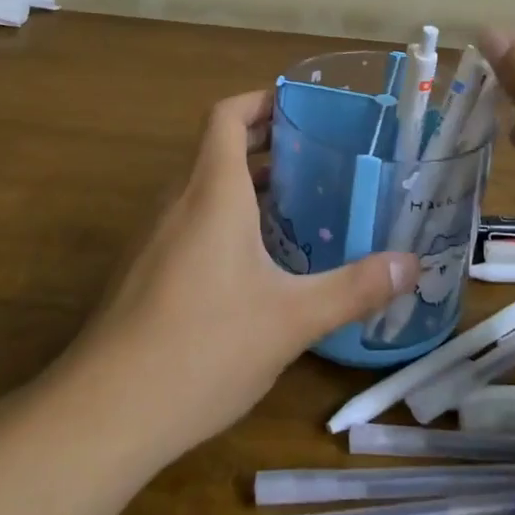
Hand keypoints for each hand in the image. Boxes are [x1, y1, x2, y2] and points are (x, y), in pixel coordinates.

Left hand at [69, 90, 417, 458]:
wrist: (103, 413)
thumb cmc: (203, 346)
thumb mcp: (292, 318)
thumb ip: (354, 287)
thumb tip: (411, 264)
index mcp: (211, 190)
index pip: (227, 115)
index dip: (260, 101)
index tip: (300, 109)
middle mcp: (177, 200)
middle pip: (217, 147)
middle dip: (265, 145)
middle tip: (316, 159)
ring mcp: (153, 235)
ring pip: (202, 187)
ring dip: (244, 184)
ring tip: (295, 207)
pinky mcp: (142, 269)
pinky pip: (188, 220)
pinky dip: (222, 218)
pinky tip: (253, 264)